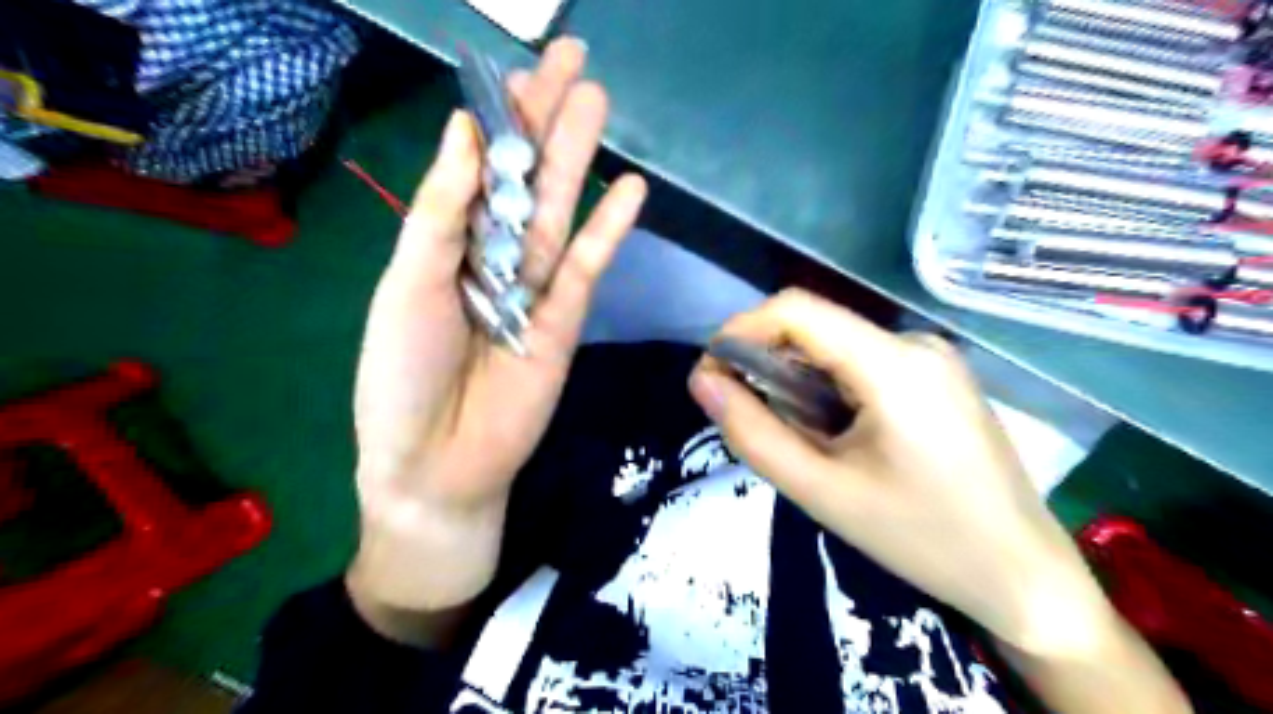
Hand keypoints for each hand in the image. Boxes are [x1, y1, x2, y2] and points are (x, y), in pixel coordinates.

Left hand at [346, 39, 648, 617]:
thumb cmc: (401, 376)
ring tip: (598, 103)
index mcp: (447, 247)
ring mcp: (535, 290)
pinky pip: (587, 268)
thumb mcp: (407, 285)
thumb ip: (442, 214)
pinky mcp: (566, 322)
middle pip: (524, 182)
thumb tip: (464, 132)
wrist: (437, 462)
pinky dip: (608, 231)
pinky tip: (631, 190)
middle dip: (546, 123)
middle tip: (574, 63)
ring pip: (559, 213)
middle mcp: (493, 260)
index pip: (478, 171)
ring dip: (579, 161)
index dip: (496, 121)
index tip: (516, 69)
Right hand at [693, 289, 1117, 653]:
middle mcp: (914, 343)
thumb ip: (752, 433)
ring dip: (797, 381)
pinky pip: (861, 363)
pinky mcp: (936, 375)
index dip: (740, 330)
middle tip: (748, 420)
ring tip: (799, 440)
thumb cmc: (920, 539)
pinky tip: (835, 436)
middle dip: (766, 363)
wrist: (1021, 575)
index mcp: (893, 364)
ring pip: (835, 347)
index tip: (711, 375)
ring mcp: (931, 357)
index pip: (796, 310)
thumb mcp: (820, 491)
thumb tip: (701, 380)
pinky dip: (828, 389)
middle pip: (815, 328)